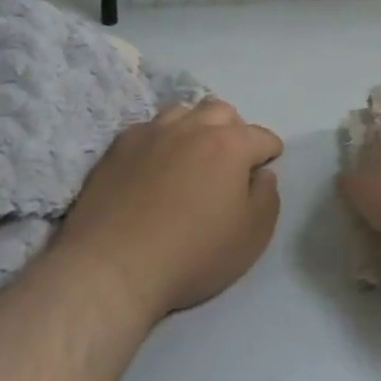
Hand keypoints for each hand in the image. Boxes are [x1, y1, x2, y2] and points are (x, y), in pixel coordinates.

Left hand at [56, 99, 281, 324]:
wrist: (111, 269)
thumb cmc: (192, 255)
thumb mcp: (252, 237)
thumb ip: (267, 197)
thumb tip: (261, 175)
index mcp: (231, 144)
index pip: (262, 137)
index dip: (269, 153)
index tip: (264, 170)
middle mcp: (194, 127)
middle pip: (223, 112)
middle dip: (234, 130)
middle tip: (229, 161)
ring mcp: (152, 133)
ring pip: (184, 112)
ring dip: (196, 127)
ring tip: (191, 155)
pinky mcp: (118, 147)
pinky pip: (149, 129)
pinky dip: (160, 139)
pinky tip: (155, 164)